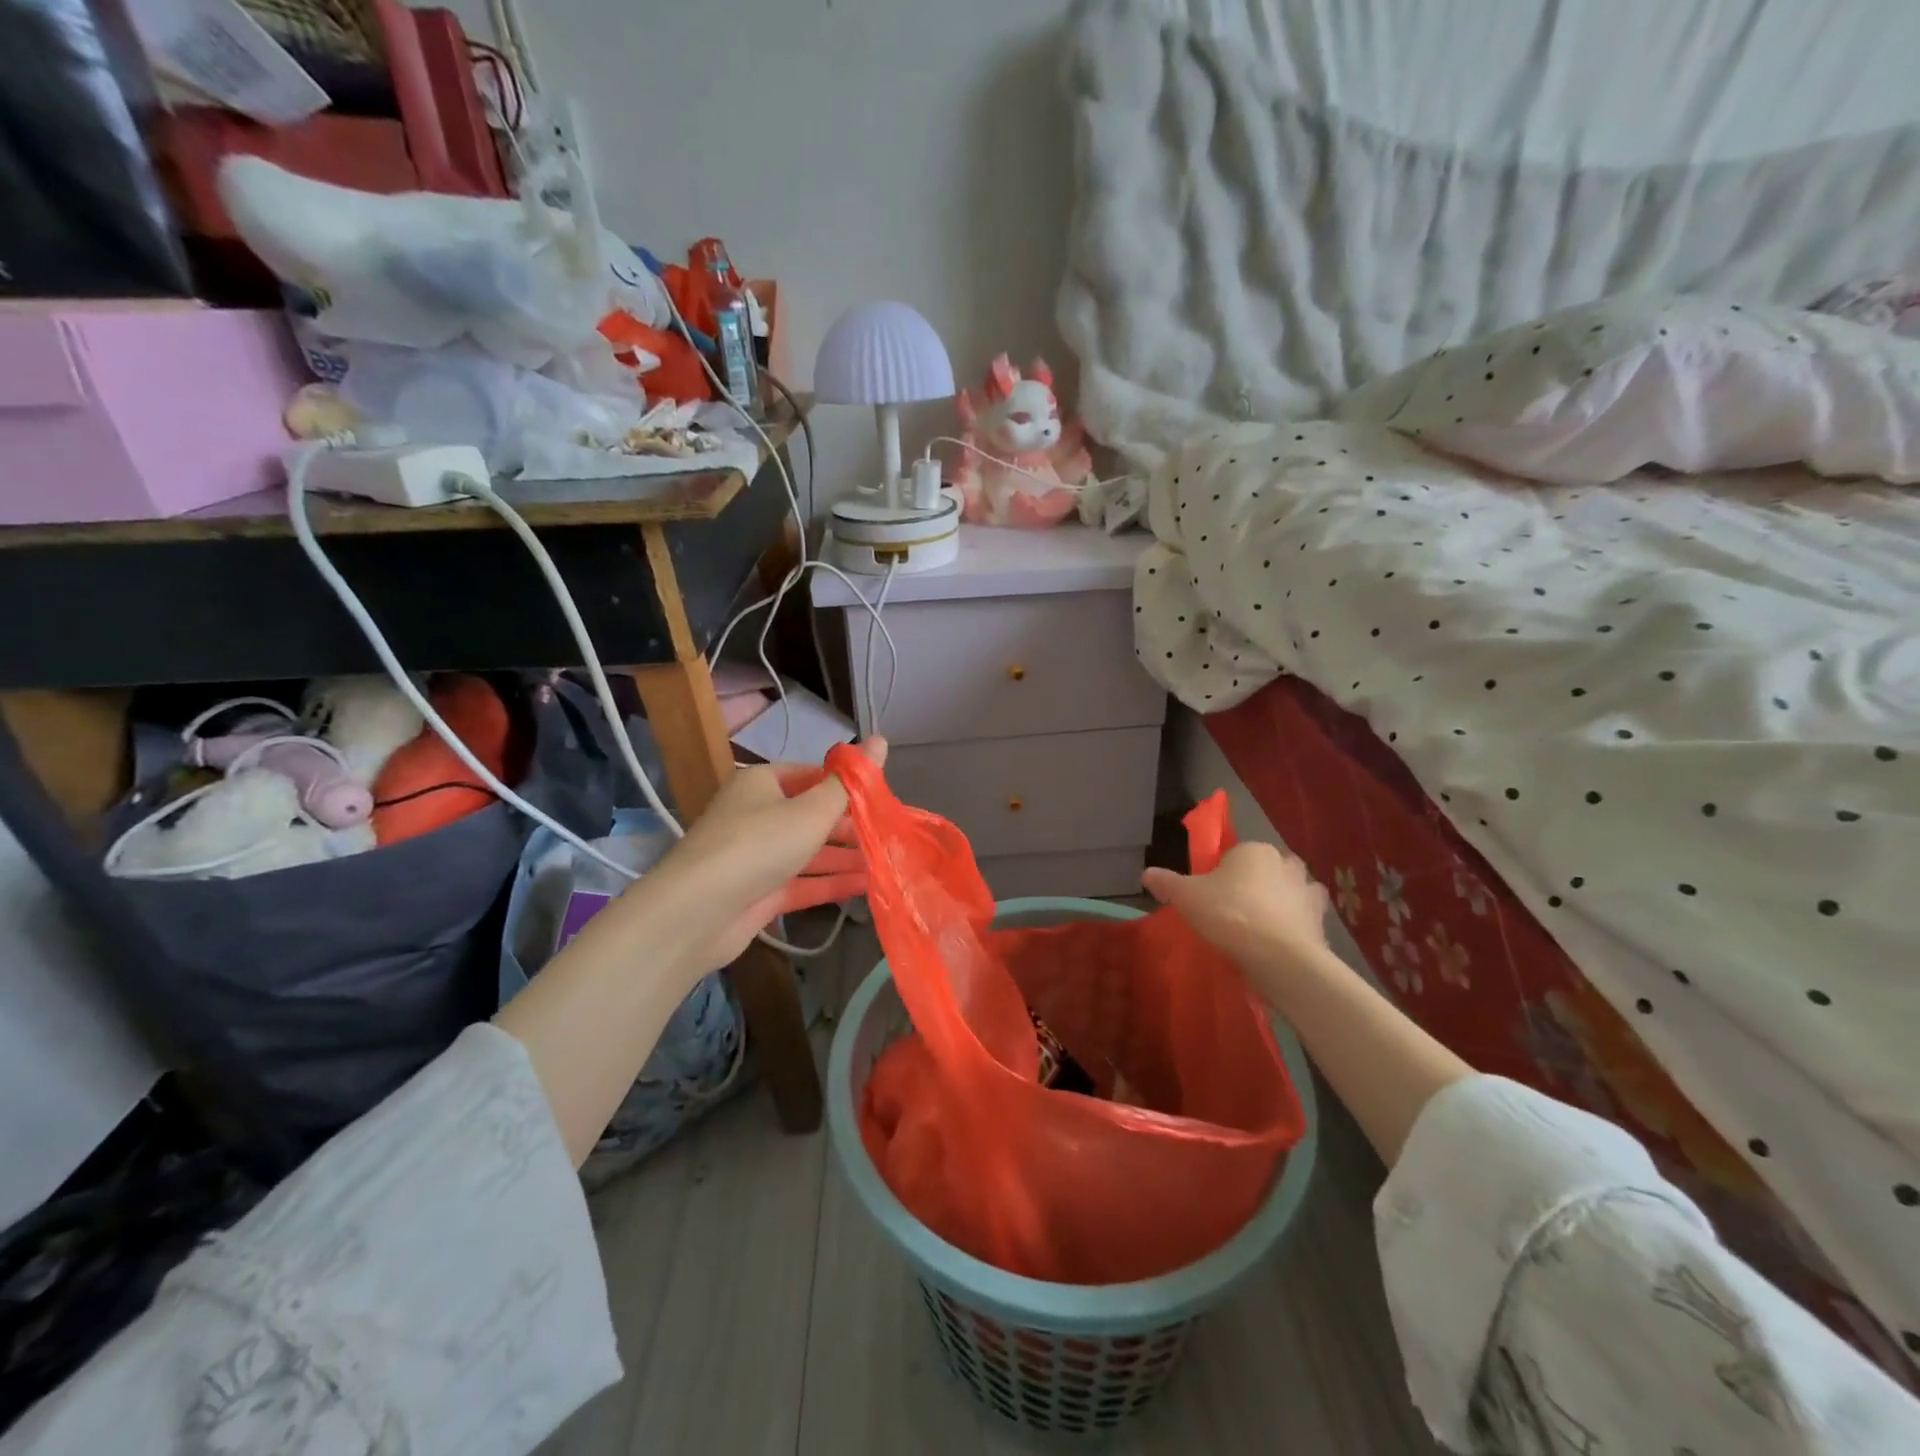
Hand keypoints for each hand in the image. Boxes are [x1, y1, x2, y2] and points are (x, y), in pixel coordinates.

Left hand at [650, 738, 887, 969]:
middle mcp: (756, 815)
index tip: (880, 798)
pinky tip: (865, 886)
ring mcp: (756, 856)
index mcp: (762, 783)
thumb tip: (881, 739)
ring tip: (886, 862)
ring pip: (808, 852)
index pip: (812, 775)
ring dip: (844, 857)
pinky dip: (830, 883)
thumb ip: (850, 783)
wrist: (698, 911)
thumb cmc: (759, 843)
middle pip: (811, 815)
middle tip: (888, 835)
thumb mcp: (812, 809)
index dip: (845, 785)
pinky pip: (801, 883)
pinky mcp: (758, 893)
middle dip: (849, 826)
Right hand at [1141, 841, 1330, 988]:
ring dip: (1275, 905)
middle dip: (1251, 886)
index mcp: (1254, 849)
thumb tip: (1146, 874)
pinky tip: (1275, 943)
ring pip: (1286, 892)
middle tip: (1230, 913)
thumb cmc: (1230, 915)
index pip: (1234, 854)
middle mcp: (1285, 862)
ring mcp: (1307, 890)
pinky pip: (1301, 917)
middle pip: (1262, 871)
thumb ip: (1166, 882)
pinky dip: (1292, 926)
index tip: (1209, 898)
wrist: (1280, 957)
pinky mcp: (1322, 919)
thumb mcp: (1186, 897)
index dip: (1220, 875)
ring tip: (1255, 932)